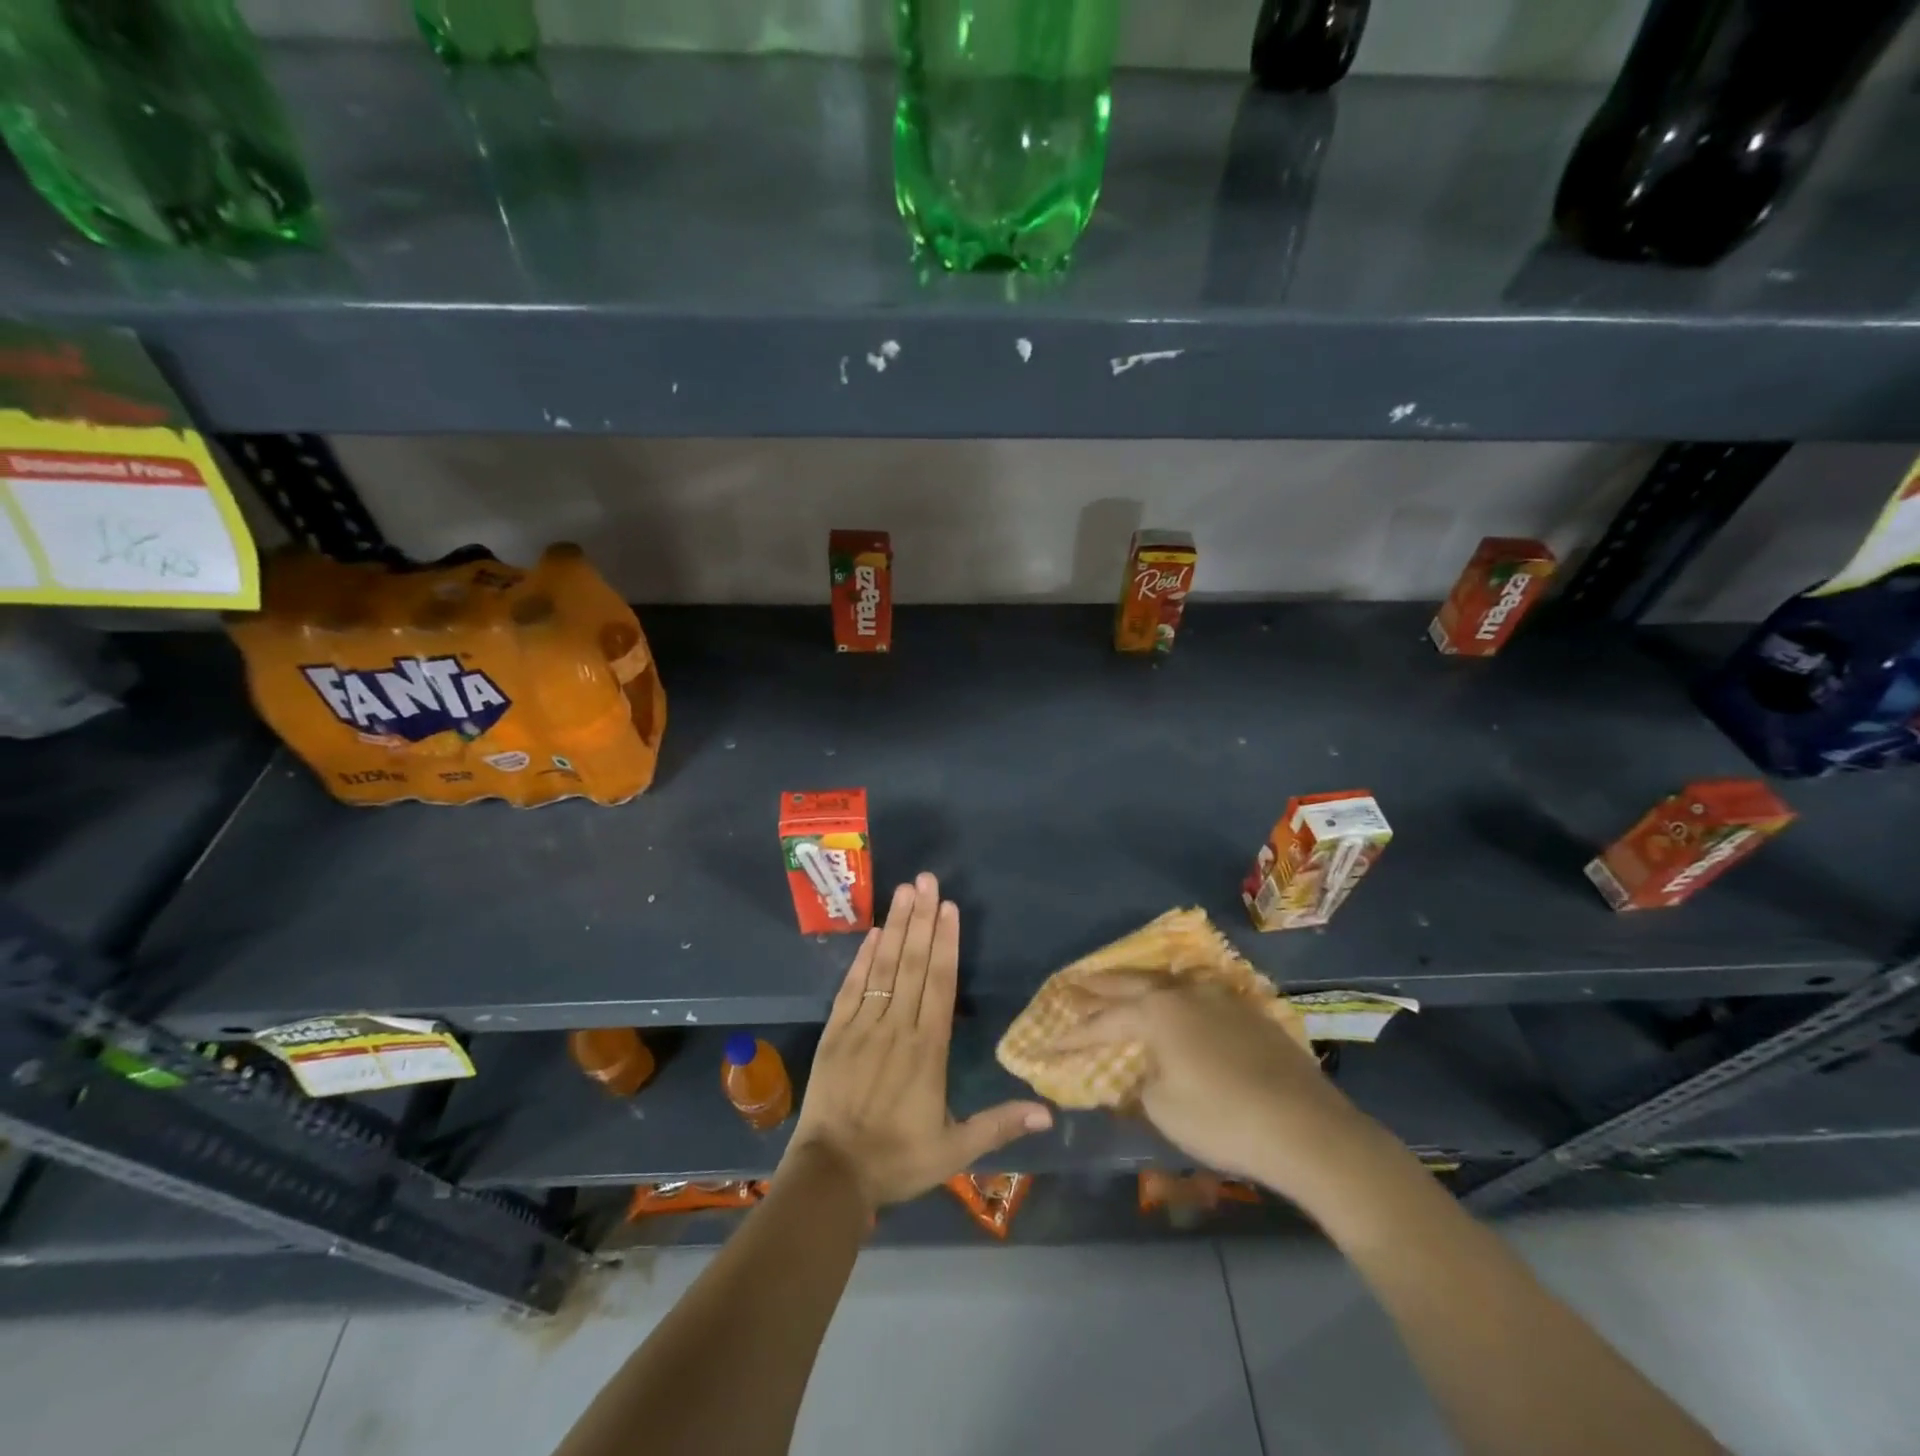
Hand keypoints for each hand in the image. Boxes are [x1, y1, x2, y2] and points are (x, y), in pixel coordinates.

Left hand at [780, 873, 1051, 1212]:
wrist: (831, 1176)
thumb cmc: (897, 1160)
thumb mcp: (955, 1151)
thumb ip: (999, 1125)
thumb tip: (1049, 1112)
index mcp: (928, 1049)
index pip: (940, 983)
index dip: (946, 942)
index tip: (949, 907)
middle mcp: (897, 1027)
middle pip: (913, 963)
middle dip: (921, 918)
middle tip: (927, 880)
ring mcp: (862, 1026)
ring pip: (883, 967)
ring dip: (895, 927)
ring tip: (903, 891)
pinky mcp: (835, 1033)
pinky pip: (851, 988)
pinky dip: (862, 958)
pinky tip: (872, 933)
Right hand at [1051, 975, 1391, 1209]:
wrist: (1307, 1130)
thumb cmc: (1223, 1119)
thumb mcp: (1165, 1109)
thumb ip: (1143, 1085)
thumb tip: (1144, 1074)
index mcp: (1157, 1013)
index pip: (1102, 1022)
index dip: (1072, 1035)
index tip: (1047, 1043)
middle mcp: (1185, 993)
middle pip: (1130, 984)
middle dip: (1098, 988)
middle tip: (1071, 985)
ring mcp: (1221, 998)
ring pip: (1168, 981)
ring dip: (1140, 984)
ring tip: (1122, 985)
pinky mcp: (1250, 1013)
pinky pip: (1199, 994)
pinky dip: (1177, 996)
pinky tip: (1180, 1002)